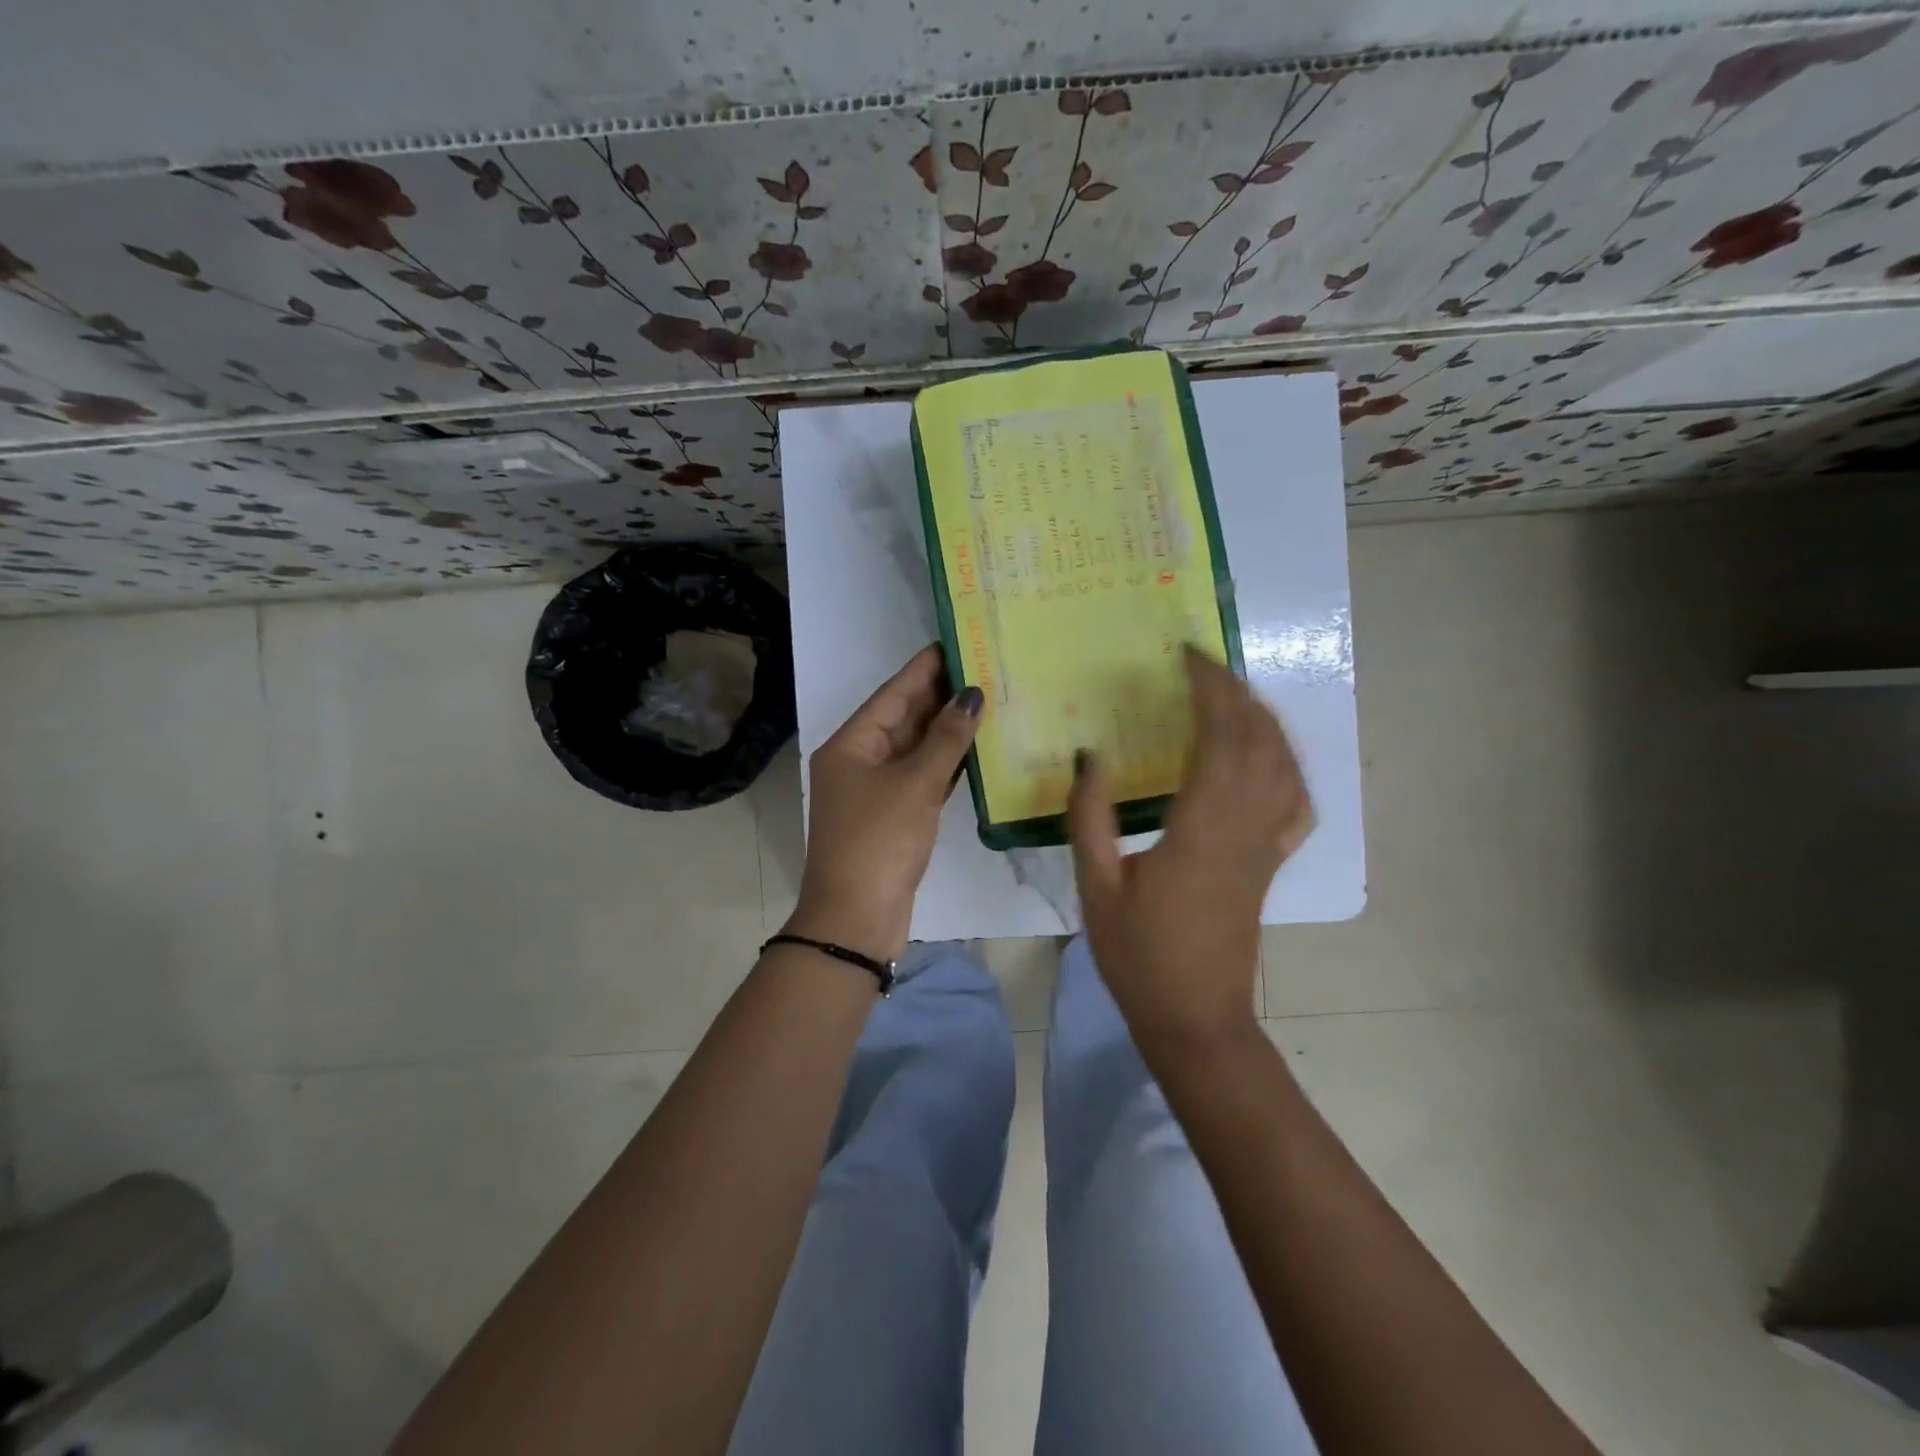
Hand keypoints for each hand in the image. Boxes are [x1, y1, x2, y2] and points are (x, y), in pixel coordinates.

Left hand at [786, 645, 982, 961]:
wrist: (856, 918)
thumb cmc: (879, 841)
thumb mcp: (915, 784)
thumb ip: (946, 739)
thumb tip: (971, 695)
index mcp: (851, 745)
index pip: (892, 694)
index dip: (924, 668)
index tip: (954, 641)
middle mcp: (859, 761)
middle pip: (904, 718)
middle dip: (940, 696)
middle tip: (983, 667)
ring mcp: (876, 791)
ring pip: (915, 749)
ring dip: (947, 729)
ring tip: (987, 699)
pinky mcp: (894, 817)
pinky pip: (922, 777)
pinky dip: (946, 763)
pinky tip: (976, 749)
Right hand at [1068, 646, 1313, 1054]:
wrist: (1195, 1017)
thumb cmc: (1140, 956)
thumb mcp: (1096, 886)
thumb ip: (1091, 817)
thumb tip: (1090, 756)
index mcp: (1202, 828)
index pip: (1221, 737)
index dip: (1210, 689)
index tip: (1187, 657)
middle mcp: (1244, 827)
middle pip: (1257, 740)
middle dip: (1234, 691)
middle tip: (1200, 663)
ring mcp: (1266, 845)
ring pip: (1283, 764)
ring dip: (1262, 718)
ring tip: (1230, 693)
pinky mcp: (1270, 863)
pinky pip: (1294, 801)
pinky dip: (1286, 764)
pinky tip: (1268, 754)